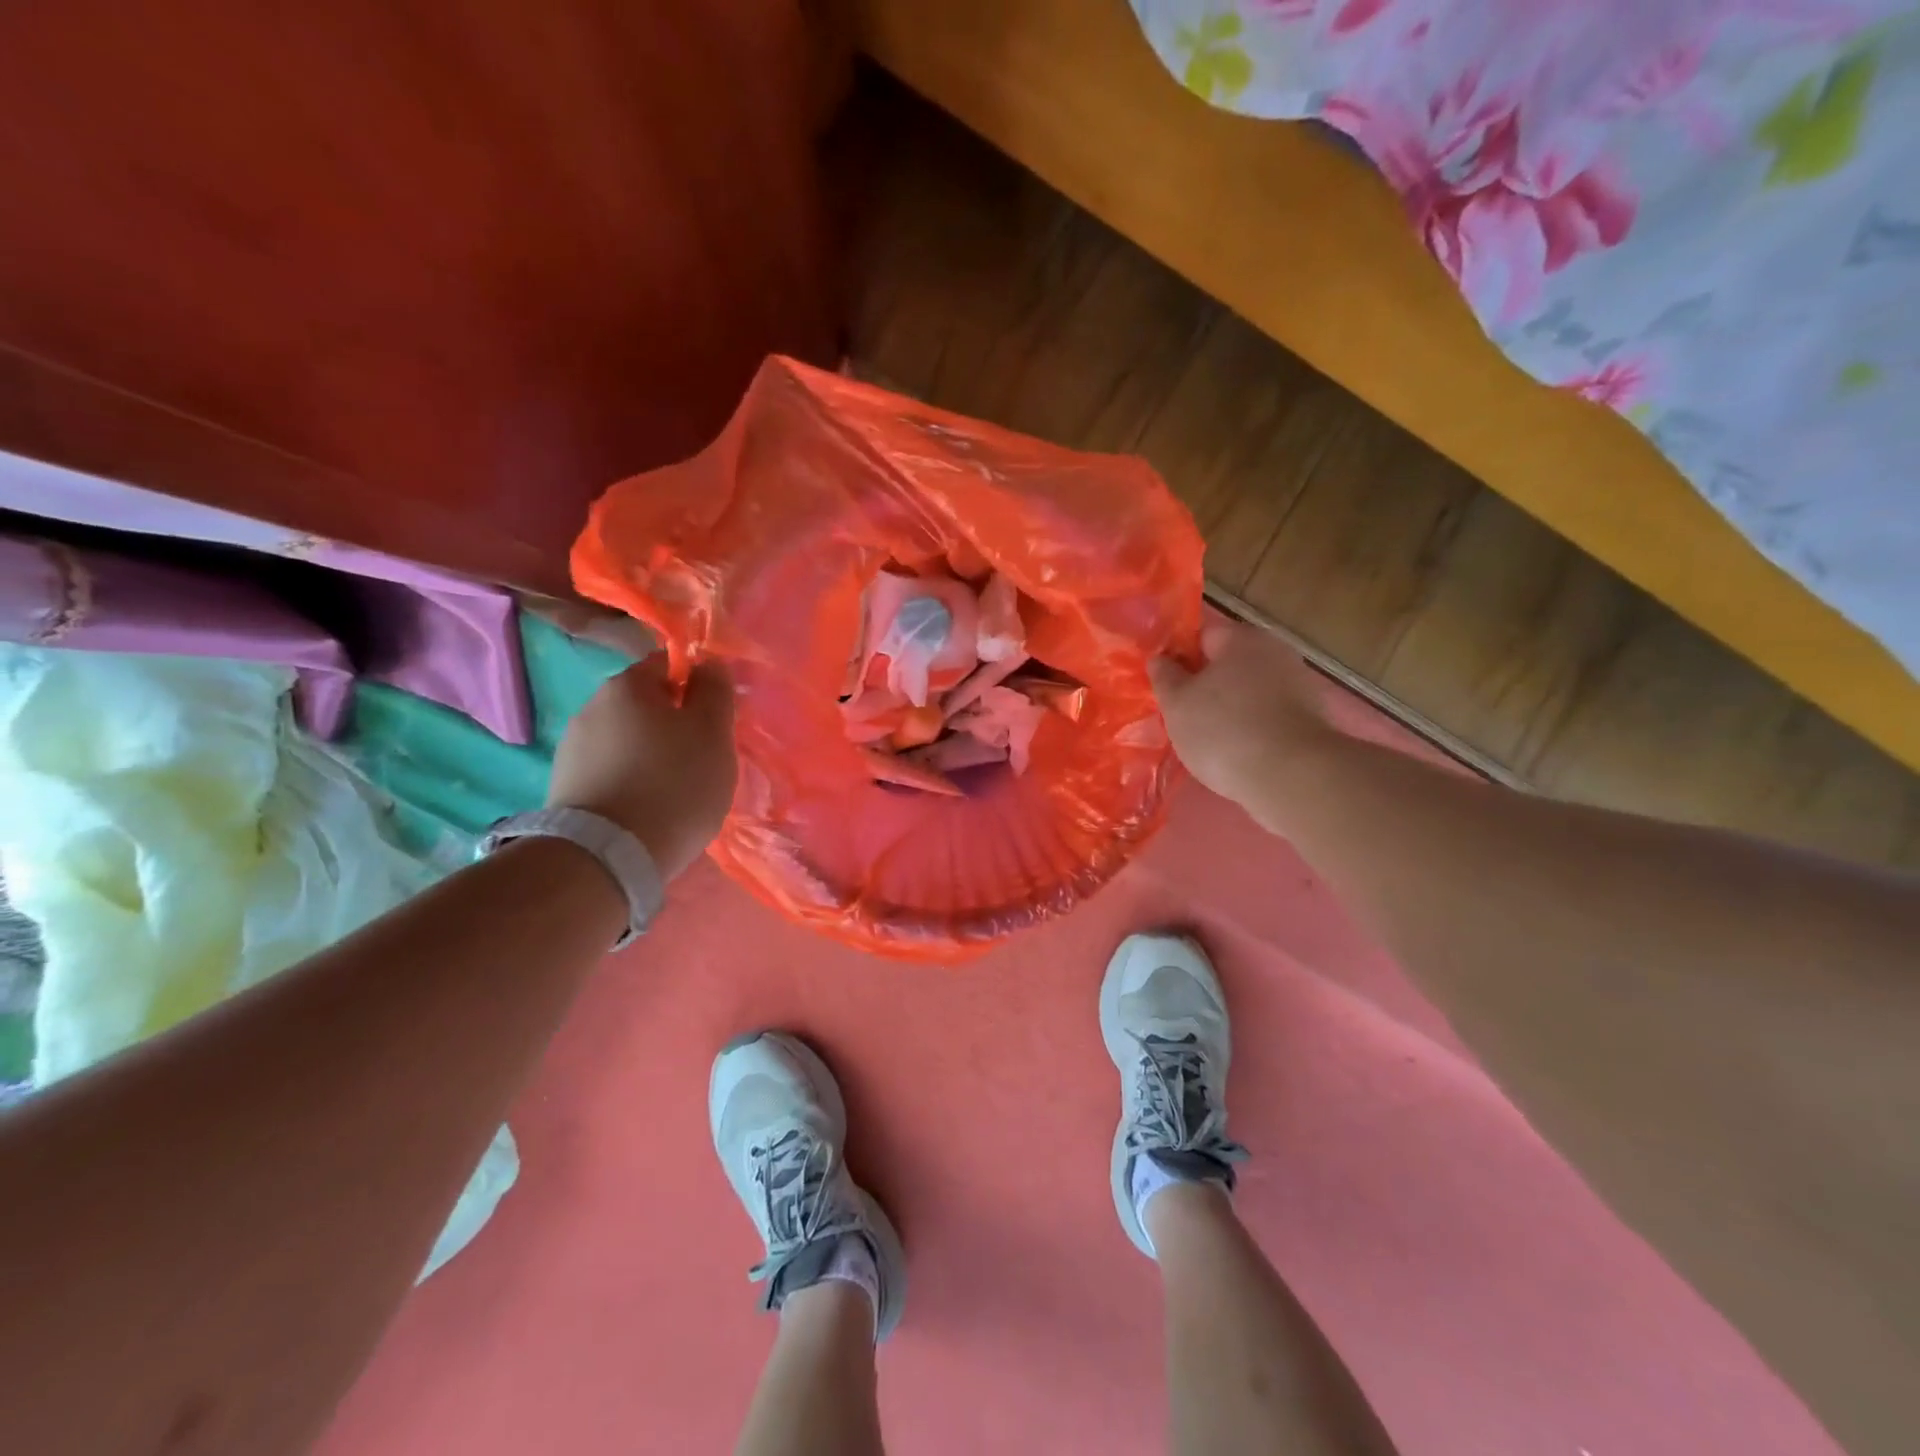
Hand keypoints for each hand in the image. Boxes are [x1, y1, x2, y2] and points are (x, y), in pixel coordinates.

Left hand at [547, 656, 736, 880]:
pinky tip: (647, 810)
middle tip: (701, 759)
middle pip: (645, 704)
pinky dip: (630, 783)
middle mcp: (592, 707)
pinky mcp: (564, 788)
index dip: (696, 686)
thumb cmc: (674, 784)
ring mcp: (572, 749)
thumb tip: (708, 663)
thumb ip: (715, 691)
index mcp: (627, 685)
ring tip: (674, 792)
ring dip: (650, 755)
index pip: (667, 664)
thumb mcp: (713, 733)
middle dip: (673, 725)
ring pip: (626, 741)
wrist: (608, 856)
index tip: (714, 721)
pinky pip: (610, 773)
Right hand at [1149, 618, 1333, 816]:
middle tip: (1182, 715)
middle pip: (1229, 663)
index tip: (1165, 686)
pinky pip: (1267, 716)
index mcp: (1241, 639)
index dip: (1179, 658)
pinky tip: (1236, 751)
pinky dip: (1251, 728)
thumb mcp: (1177, 704)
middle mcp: (1275, 652)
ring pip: (1249, 691)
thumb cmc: (1223, 730)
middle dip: (1205, 685)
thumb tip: (1160, 659)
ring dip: (1229, 708)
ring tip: (1207, 739)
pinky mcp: (1310, 719)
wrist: (1290, 776)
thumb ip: (1165, 677)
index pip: (1202, 635)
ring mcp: (1298, 685)